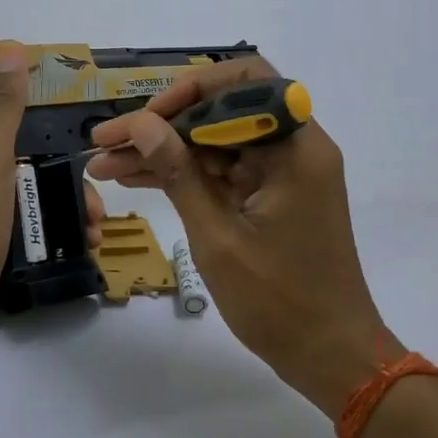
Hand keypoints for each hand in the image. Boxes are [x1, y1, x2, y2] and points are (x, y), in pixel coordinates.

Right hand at [86, 57, 396, 414]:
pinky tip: (137, 178)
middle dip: (164, 124)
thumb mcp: (218, 237)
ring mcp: (285, 174)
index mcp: (297, 147)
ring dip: (166, 151)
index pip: (245, 83)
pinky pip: (226, 172)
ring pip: (218, 142)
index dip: (189, 90)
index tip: (146, 119)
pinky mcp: (273, 197)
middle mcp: (296, 148)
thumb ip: (179, 175)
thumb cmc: (279, 301)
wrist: (330, 354)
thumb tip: (141, 125)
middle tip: (107, 140)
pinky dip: (187, 175)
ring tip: (106, 164)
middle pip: (224, 111)